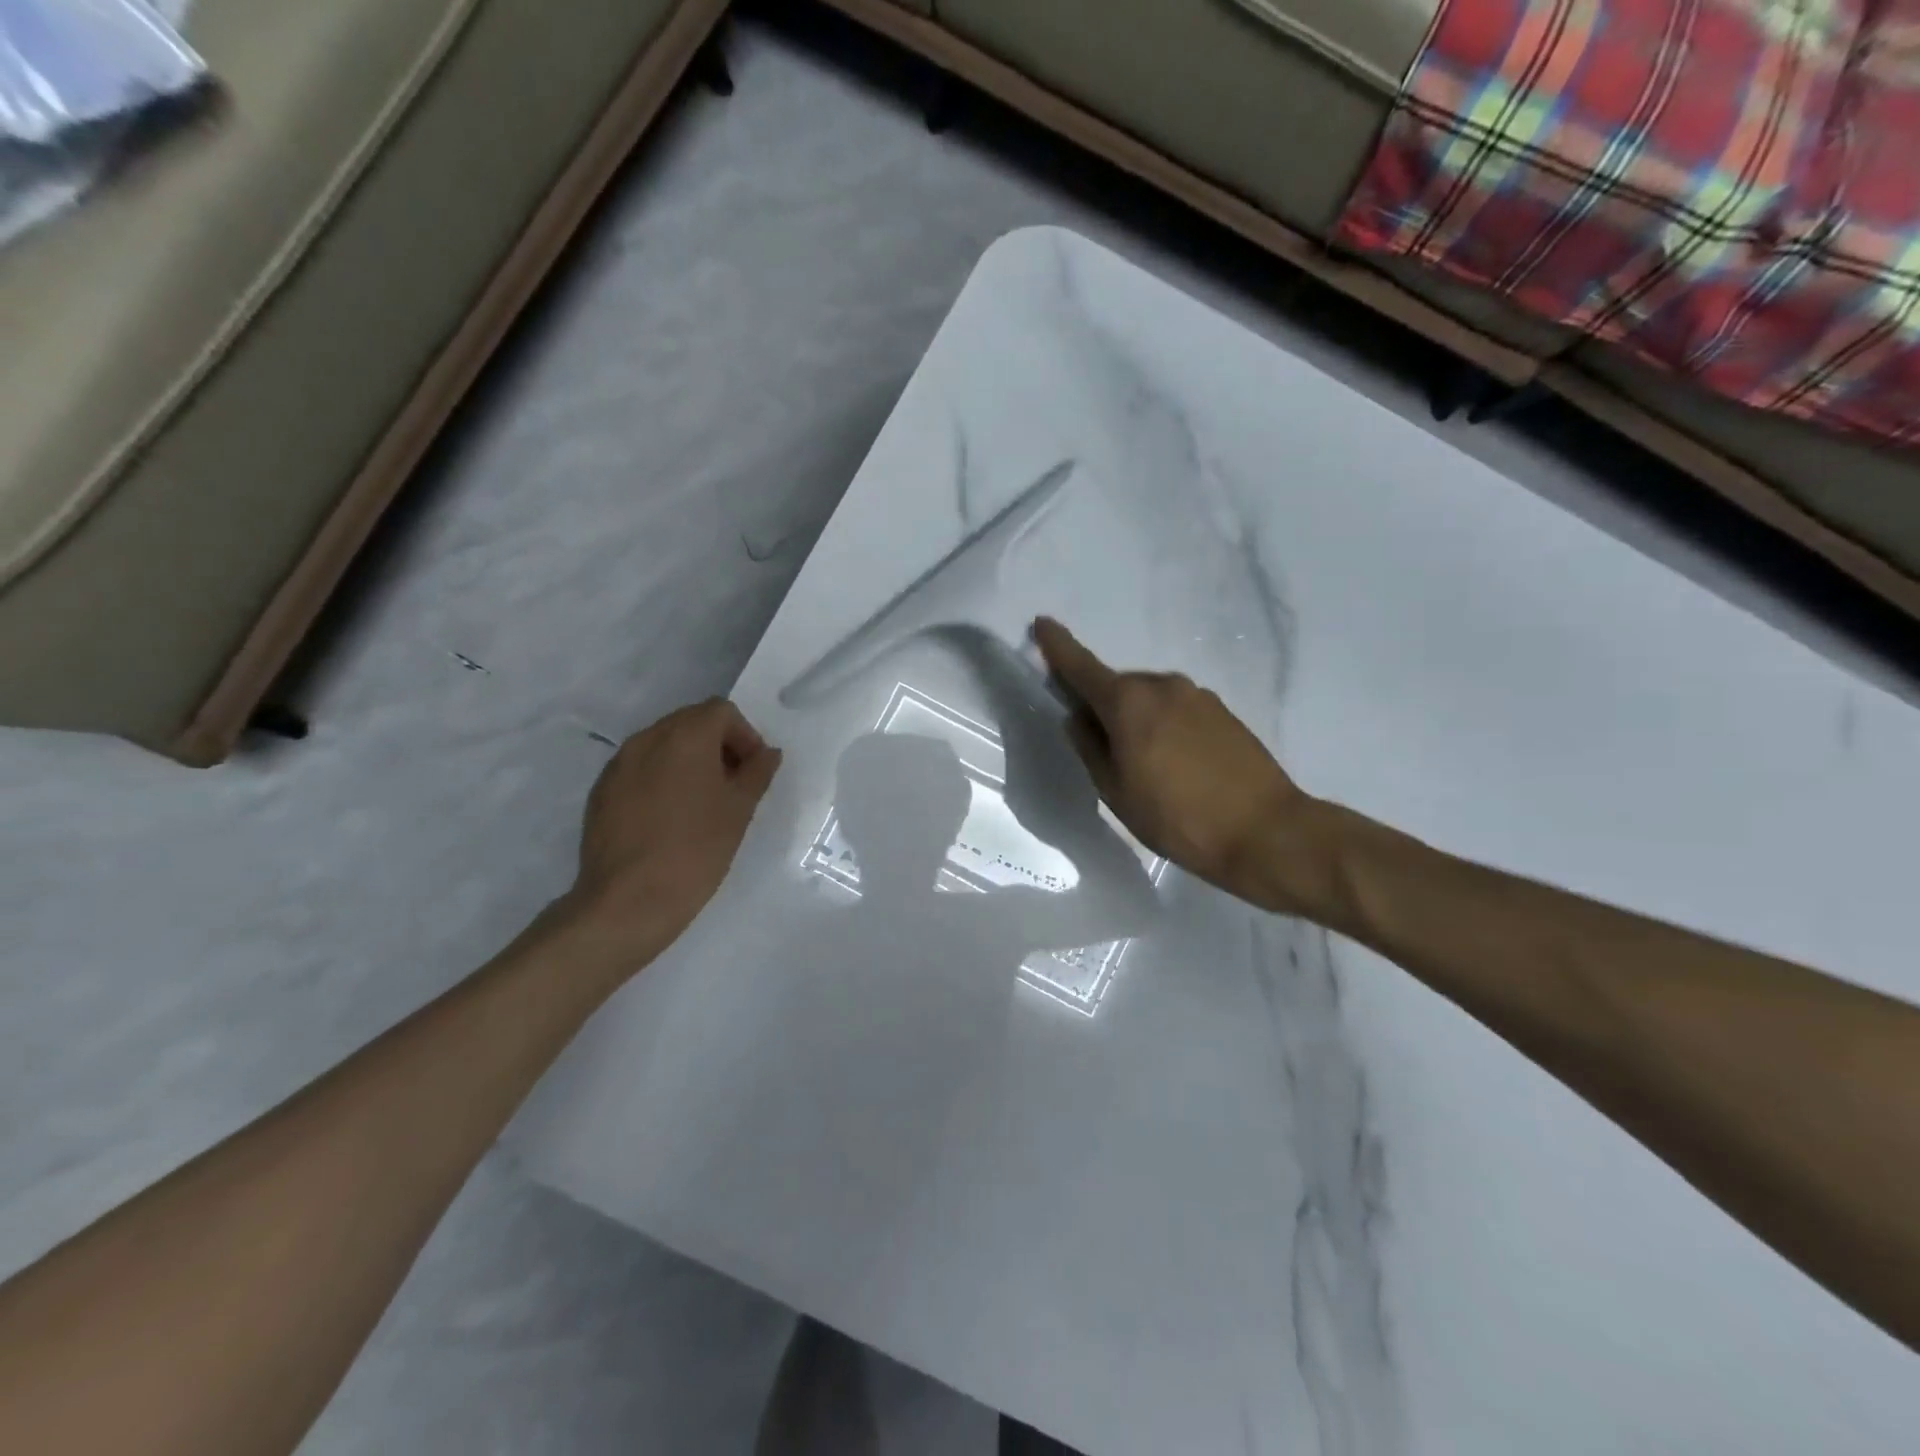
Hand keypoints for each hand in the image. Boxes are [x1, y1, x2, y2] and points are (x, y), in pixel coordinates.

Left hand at [556, 699, 782, 970]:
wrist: (629, 900)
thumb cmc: (696, 849)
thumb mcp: (739, 810)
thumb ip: (757, 772)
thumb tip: (767, 753)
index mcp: (685, 736)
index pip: (721, 711)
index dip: (744, 736)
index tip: (752, 771)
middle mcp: (647, 739)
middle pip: (690, 722)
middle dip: (717, 745)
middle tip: (732, 785)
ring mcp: (618, 764)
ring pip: (662, 745)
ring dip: (688, 761)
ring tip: (701, 803)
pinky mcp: (601, 791)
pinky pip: (639, 769)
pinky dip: (660, 779)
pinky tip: (669, 818)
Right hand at [1032, 618, 1319, 910]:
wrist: (1264, 832)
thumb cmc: (1176, 817)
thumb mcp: (1116, 791)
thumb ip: (1090, 747)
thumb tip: (1078, 718)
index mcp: (1128, 702)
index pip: (1081, 666)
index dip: (1057, 646)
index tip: (1041, 624)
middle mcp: (1163, 685)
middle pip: (1117, 686)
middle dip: (1102, 705)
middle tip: (1104, 750)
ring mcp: (1197, 695)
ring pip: (1149, 698)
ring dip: (1137, 719)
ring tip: (1145, 766)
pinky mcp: (1223, 711)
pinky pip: (1177, 709)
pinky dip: (1164, 725)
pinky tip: (1176, 764)